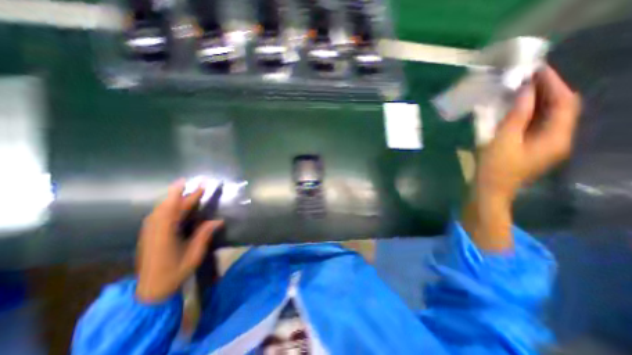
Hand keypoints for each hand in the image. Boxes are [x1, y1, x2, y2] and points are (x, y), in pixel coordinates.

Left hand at [135, 180, 221, 302]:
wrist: (150, 290)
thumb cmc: (175, 272)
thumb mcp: (194, 255)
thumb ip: (204, 235)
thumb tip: (218, 220)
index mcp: (165, 234)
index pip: (175, 209)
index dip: (187, 196)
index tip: (197, 185)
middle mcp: (155, 230)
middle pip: (168, 207)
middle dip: (182, 194)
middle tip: (197, 186)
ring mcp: (150, 232)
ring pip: (161, 210)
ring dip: (174, 199)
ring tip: (187, 192)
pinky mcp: (149, 235)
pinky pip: (158, 216)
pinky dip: (168, 207)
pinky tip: (175, 207)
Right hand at [463, 66, 579, 250]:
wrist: (488, 190)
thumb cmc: (494, 168)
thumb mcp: (503, 140)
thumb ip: (517, 116)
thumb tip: (525, 92)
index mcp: (556, 137)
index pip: (565, 102)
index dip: (553, 84)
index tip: (537, 69)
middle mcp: (557, 139)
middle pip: (559, 108)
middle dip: (546, 90)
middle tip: (527, 77)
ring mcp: (544, 145)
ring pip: (546, 116)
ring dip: (535, 101)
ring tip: (519, 89)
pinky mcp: (530, 148)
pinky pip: (534, 125)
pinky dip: (526, 114)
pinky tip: (513, 109)